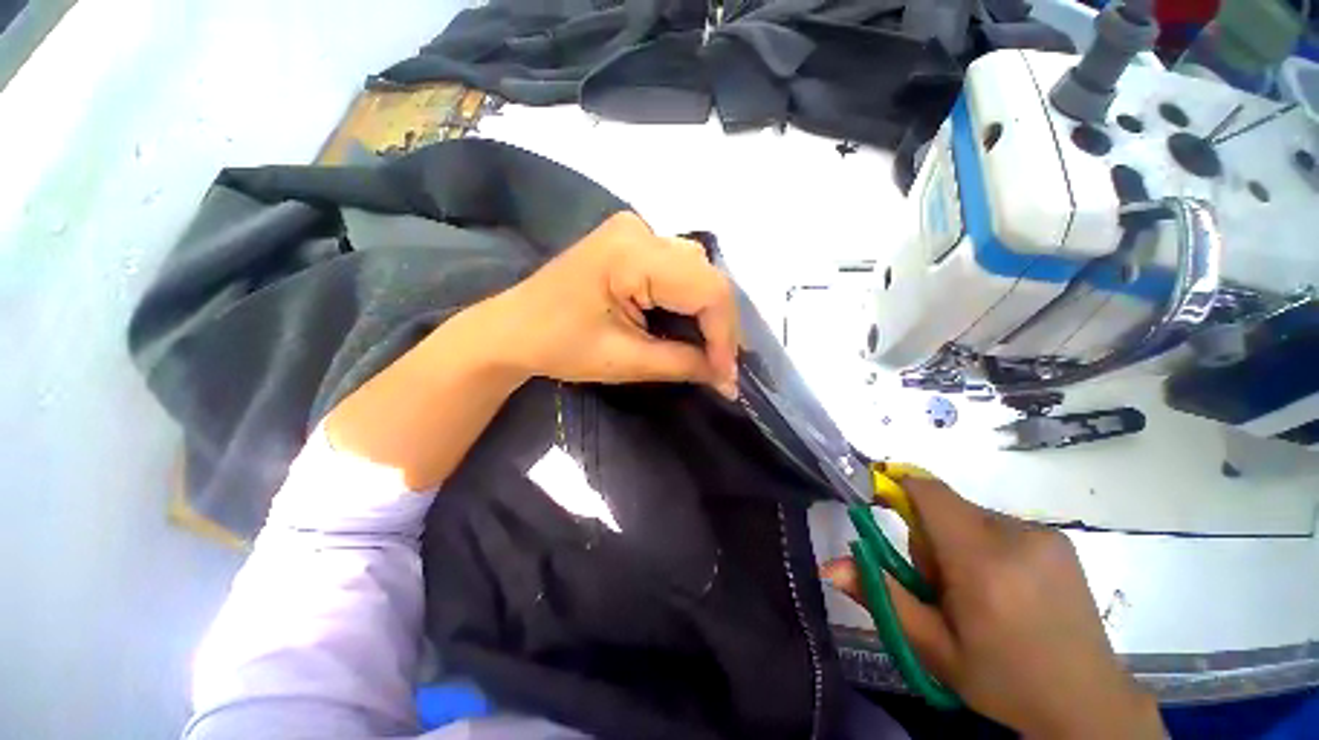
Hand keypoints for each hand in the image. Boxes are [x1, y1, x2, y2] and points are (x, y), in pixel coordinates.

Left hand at [484, 212, 738, 396]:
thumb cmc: (560, 347)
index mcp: (632, 254)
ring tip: (707, 348)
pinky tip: (687, 324)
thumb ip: (684, 364)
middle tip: (720, 365)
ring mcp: (635, 231)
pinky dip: (690, 299)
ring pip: (697, 269)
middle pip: (706, 275)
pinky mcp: (631, 242)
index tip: (726, 375)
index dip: (724, 334)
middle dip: (719, 324)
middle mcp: (640, 230)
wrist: (513, 329)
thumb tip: (728, 378)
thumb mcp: (626, 361)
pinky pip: (679, 267)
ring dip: (707, 311)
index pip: (706, 288)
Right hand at [822, 474, 1163, 738]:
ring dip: (958, 543)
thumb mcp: (931, 647)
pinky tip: (1007, 588)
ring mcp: (1044, 535)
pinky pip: (998, 525)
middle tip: (942, 587)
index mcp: (982, 564)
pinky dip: (986, 545)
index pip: (928, 493)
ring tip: (978, 593)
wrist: (1087, 703)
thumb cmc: (1001, 680)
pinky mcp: (1059, 538)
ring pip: (970, 517)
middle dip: (929, 537)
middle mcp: (1016, 536)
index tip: (880, 505)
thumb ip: (881, 596)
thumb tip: (829, 566)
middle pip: (945, 508)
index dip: (897, 488)